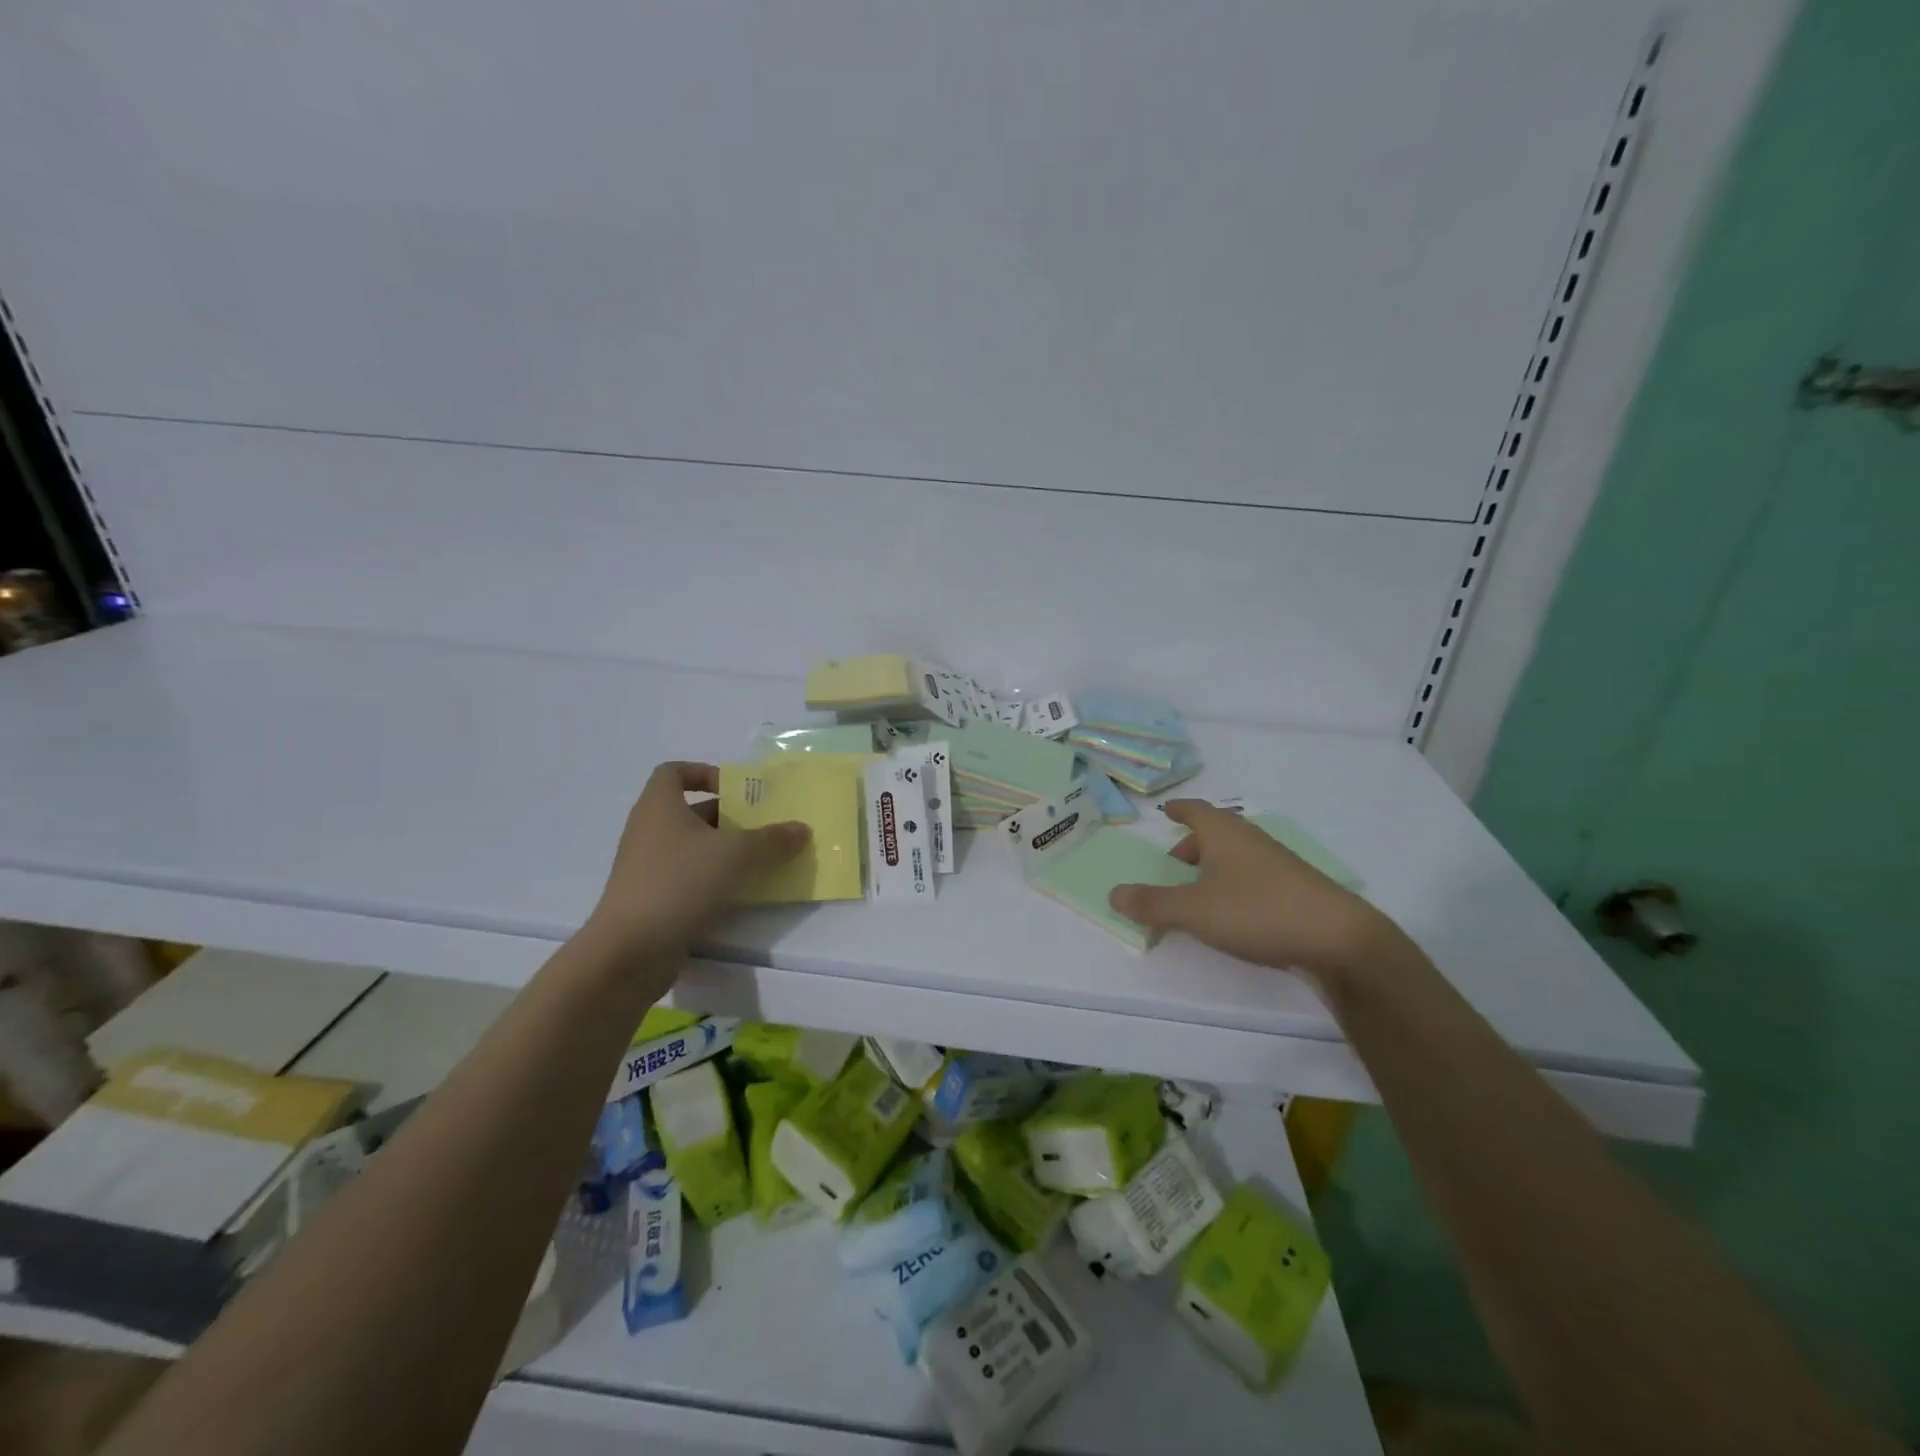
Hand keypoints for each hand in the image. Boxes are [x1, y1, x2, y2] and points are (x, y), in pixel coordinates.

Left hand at [586, 762, 808, 961]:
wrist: (631, 950)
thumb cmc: (680, 882)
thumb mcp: (736, 855)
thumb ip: (772, 840)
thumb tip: (801, 829)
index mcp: (660, 806)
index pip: (674, 772)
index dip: (704, 772)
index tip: (735, 789)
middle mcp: (649, 830)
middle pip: (692, 811)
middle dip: (730, 817)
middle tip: (765, 827)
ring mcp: (648, 867)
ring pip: (693, 847)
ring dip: (726, 851)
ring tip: (762, 860)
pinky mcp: (653, 898)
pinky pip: (689, 877)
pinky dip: (714, 879)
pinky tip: (742, 893)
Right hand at [1108, 799, 1397, 982]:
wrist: (1337, 938)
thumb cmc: (1256, 911)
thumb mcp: (1193, 910)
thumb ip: (1151, 903)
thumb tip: (1113, 893)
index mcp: (1223, 832)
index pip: (1195, 810)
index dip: (1178, 810)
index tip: (1165, 812)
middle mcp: (1251, 839)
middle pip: (1216, 832)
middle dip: (1192, 844)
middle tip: (1172, 864)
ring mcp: (1278, 863)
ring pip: (1236, 854)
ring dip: (1214, 866)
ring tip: (1198, 890)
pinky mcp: (1296, 888)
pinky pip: (1254, 875)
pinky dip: (1235, 883)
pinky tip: (1234, 910)